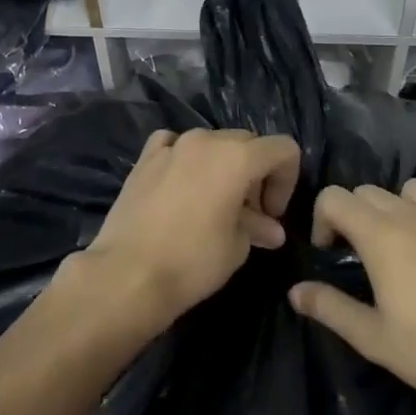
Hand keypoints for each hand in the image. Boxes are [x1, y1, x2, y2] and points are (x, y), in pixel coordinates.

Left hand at [81, 128, 302, 332]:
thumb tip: (270, 229)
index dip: (287, 180)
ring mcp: (172, 145)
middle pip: (248, 143)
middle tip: (249, 214)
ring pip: (212, 142)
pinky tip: (181, 184)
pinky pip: (174, 145)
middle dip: (257, 174)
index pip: (282, 149)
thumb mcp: (237, 247)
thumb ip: (257, 227)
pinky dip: (185, 158)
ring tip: (215, 203)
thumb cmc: (192, 262)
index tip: (272, 214)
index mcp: (237, 156)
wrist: (127, 274)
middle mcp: (206, 140)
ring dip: (223, 166)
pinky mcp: (145, 158)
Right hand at [288, 180, 415, 414]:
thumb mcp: (374, 339)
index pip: (334, 197)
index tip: (330, 254)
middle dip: (357, 215)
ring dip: (404, 207)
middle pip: (371, 192)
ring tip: (410, 243)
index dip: (323, 220)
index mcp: (381, 235)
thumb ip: (330, 308)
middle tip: (365, 257)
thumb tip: (295, 291)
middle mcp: (415, 214)